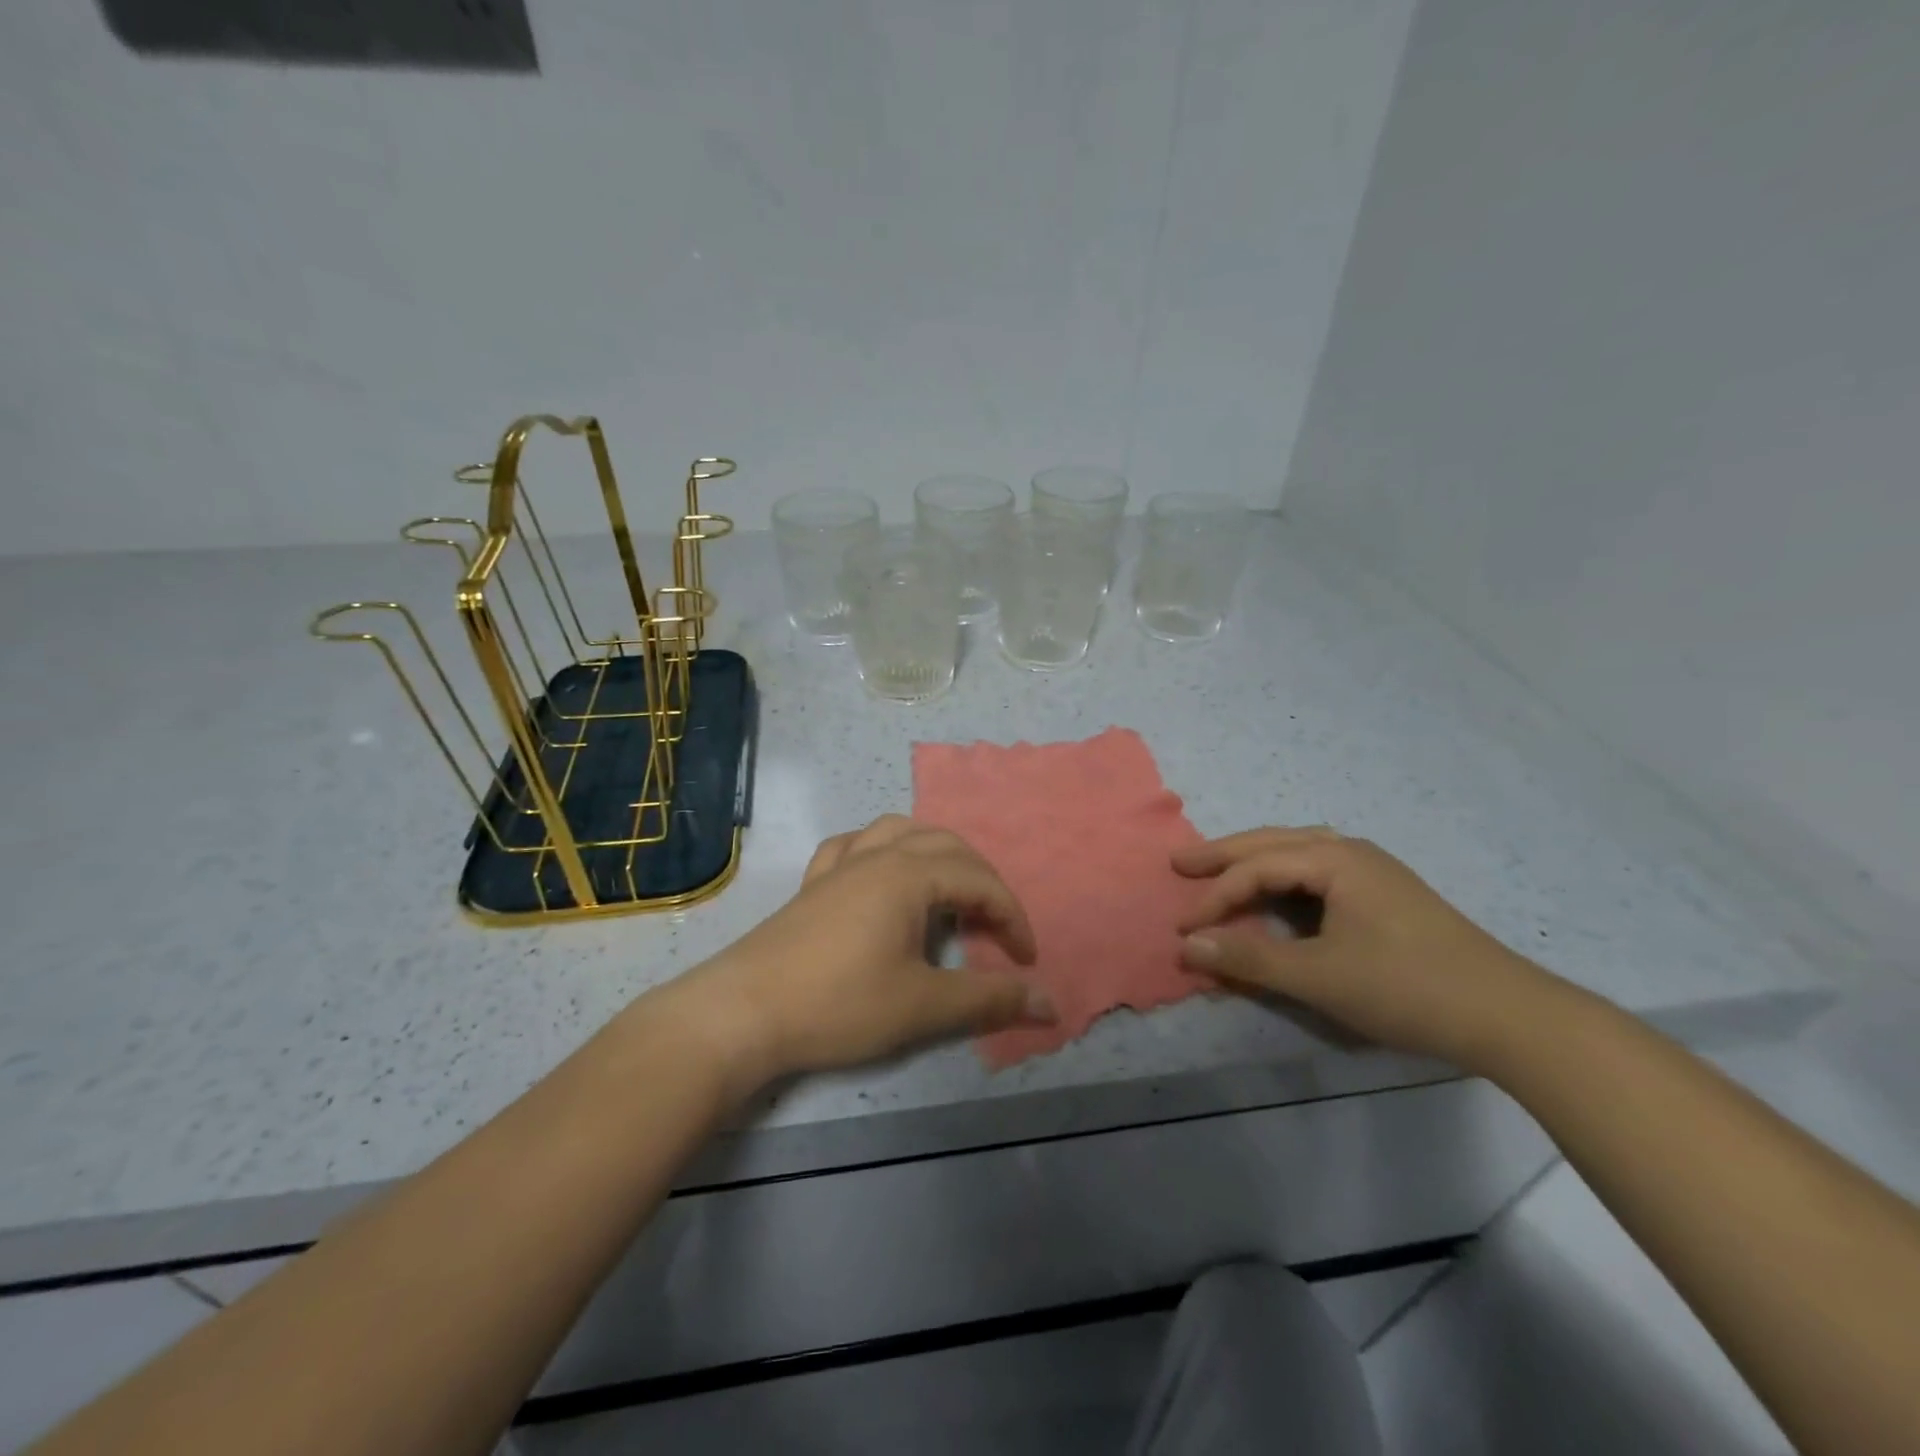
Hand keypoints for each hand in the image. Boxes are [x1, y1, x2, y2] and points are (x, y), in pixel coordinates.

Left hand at [679, 816, 1053, 1094]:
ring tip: (948, 888)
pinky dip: (880, 850)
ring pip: (899, 831)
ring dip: (934, 852)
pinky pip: (854, 846)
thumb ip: (989, 1000)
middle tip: (994, 927)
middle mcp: (877, 856)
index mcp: (909, 875)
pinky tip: (880, 873)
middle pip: (946, 845)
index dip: (1011, 918)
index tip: (1024, 961)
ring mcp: (840, 865)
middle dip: (981, 880)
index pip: (980, 882)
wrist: (742, 1013)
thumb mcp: (922, 1006)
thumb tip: (1050, 1002)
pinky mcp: (813, 883)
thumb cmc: (839, 1004)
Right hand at [1173, 827, 1568, 1073]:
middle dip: (1224, 855)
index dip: (1215, 899)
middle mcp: (1352, 851)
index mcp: (1335, 859)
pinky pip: (1319, 870)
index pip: (1256, 870)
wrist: (1511, 1016)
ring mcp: (1375, 870)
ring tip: (1223, 870)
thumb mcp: (1319, 977)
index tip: (1184, 931)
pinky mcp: (1388, 894)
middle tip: (1181, 863)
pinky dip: (1286, 876)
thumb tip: (1187, 945)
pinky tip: (1281, 892)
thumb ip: (1250, 958)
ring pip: (1298, 851)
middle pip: (1273, 842)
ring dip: (1256, 860)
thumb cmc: (1407, 988)